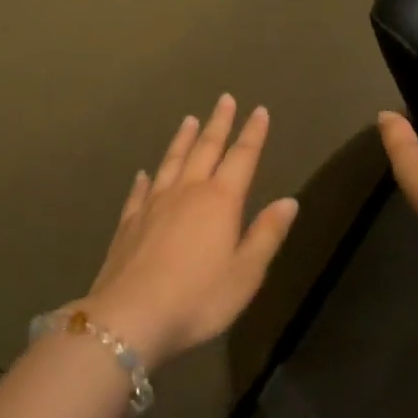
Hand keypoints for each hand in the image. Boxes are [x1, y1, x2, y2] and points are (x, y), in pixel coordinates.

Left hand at [82, 95, 300, 369]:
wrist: (130, 318)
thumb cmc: (198, 298)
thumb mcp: (246, 273)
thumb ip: (267, 234)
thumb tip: (288, 201)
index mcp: (220, 201)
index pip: (242, 157)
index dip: (253, 134)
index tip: (259, 110)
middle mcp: (187, 192)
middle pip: (206, 149)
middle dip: (219, 123)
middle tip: (225, 99)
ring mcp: (154, 205)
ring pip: (172, 161)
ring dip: (183, 139)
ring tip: (189, 120)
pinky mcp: (129, 222)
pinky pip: (140, 191)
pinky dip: (146, 178)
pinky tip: (145, 172)